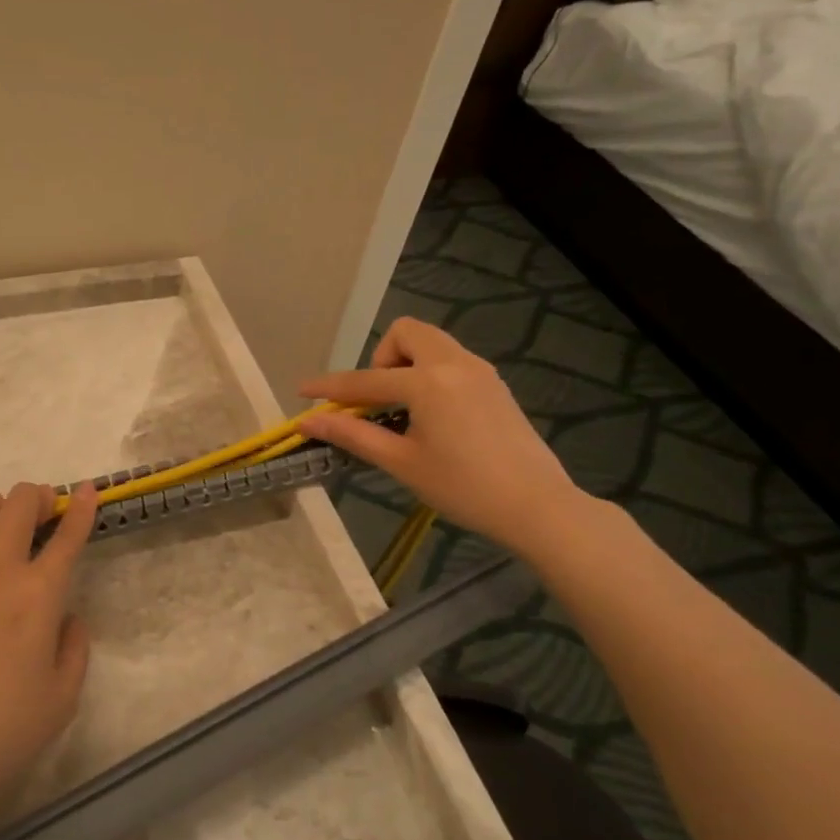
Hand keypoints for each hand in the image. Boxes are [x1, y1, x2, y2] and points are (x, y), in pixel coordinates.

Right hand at [297, 318, 587, 555]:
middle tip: (376, 400)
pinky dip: (429, 373)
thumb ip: (353, 434)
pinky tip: (431, 415)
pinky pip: (451, 360)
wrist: (538, 506)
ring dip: (405, 364)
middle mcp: (454, 363)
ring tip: (401, 409)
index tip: (302, 390)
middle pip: (406, 333)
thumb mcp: (402, 462)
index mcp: (427, 382)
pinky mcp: (494, 384)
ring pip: (432, 343)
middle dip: (380, 359)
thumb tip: (309, 421)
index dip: (329, 387)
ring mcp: (480, 371)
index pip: (364, 380)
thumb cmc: (463, 487)